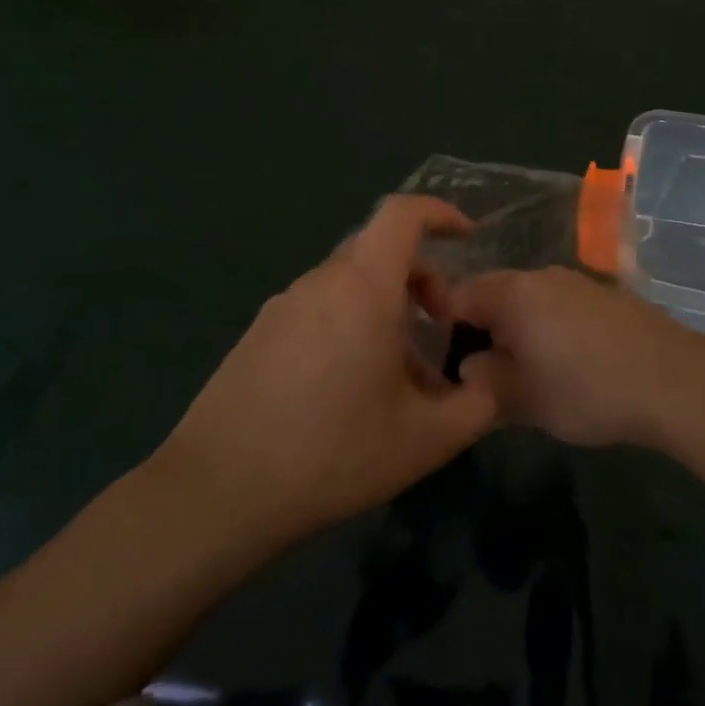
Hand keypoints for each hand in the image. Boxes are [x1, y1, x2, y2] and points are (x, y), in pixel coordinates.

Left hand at [155, 196, 498, 544]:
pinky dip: (351, 324)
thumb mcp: (426, 440)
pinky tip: (350, 389)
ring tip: (398, 372)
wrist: (217, 493)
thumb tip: (487, 385)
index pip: (402, 215)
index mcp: (362, 287)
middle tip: (438, 328)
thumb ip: (476, 405)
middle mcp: (319, 283)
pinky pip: (319, 309)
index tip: (467, 237)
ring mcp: (282, 307)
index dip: (440, 213)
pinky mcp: (258, 334)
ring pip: (349, 283)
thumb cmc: (332, 453)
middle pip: (379, 250)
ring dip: (386, 307)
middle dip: (421, 278)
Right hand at [450, 267, 704, 447]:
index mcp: (513, 292)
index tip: (442, 361)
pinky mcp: (605, 294)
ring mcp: (577, 281)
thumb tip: (469, 367)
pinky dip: (549, 328)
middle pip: (493, 294)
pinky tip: (566, 362)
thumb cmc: (587, 389)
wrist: (673, 379)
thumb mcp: (524, 399)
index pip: (457, 295)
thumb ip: (484, 381)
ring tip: (524, 372)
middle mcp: (541, 276)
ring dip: (518, 330)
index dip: (441, 326)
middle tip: (483, 373)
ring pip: (528, 300)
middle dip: (482, 330)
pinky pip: (559, 305)